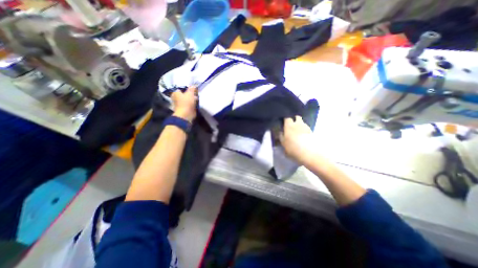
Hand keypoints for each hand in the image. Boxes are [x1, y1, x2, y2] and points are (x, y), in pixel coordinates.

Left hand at [172, 87, 197, 122]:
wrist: (186, 115)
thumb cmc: (186, 103)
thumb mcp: (190, 93)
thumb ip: (192, 88)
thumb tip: (194, 85)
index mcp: (175, 93)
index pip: (181, 88)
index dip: (187, 88)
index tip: (193, 88)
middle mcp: (176, 98)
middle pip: (184, 94)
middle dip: (190, 94)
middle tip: (196, 93)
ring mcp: (180, 104)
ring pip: (187, 99)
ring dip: (192, 99)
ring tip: (197, 98)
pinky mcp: (184, 109)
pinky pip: (189, 104)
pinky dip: (192, 104)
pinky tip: (196, 103)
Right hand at [281, 115, 316, 163]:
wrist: (309, 153)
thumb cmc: (292, 148)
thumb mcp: (283, 143)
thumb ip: (281, 137)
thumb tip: (281, 132)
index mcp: (289, 125)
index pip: (287, 117)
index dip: (285, 119)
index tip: (283, 121)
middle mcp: (298, 124)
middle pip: (297, 117)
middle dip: (294, 119)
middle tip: (291, 124)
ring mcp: (306, 127)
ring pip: (302, 122)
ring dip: (300, 124)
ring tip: (298, 130)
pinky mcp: (312, 132)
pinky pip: (306, 128)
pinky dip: (304, 130)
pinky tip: (303, 135)